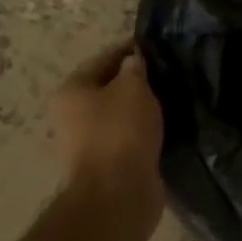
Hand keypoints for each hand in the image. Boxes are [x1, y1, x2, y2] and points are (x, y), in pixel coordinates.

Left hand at [53, 41, 164, 229]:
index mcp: (72, 91)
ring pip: (118, 114)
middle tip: (166, 73)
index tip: (157, 46)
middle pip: (108, 87)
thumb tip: (133, 61)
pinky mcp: (105, 164)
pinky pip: (126, 136)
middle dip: (136, 81)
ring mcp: (87, 142)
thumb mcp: (133, 87)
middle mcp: (72, 115)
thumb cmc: (120, 131)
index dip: (131, 50)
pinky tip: (164, 124)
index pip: (104, 58)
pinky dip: (142, 130)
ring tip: (169, 97)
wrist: (117, 194)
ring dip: (140, 107)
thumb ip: (135, 68)